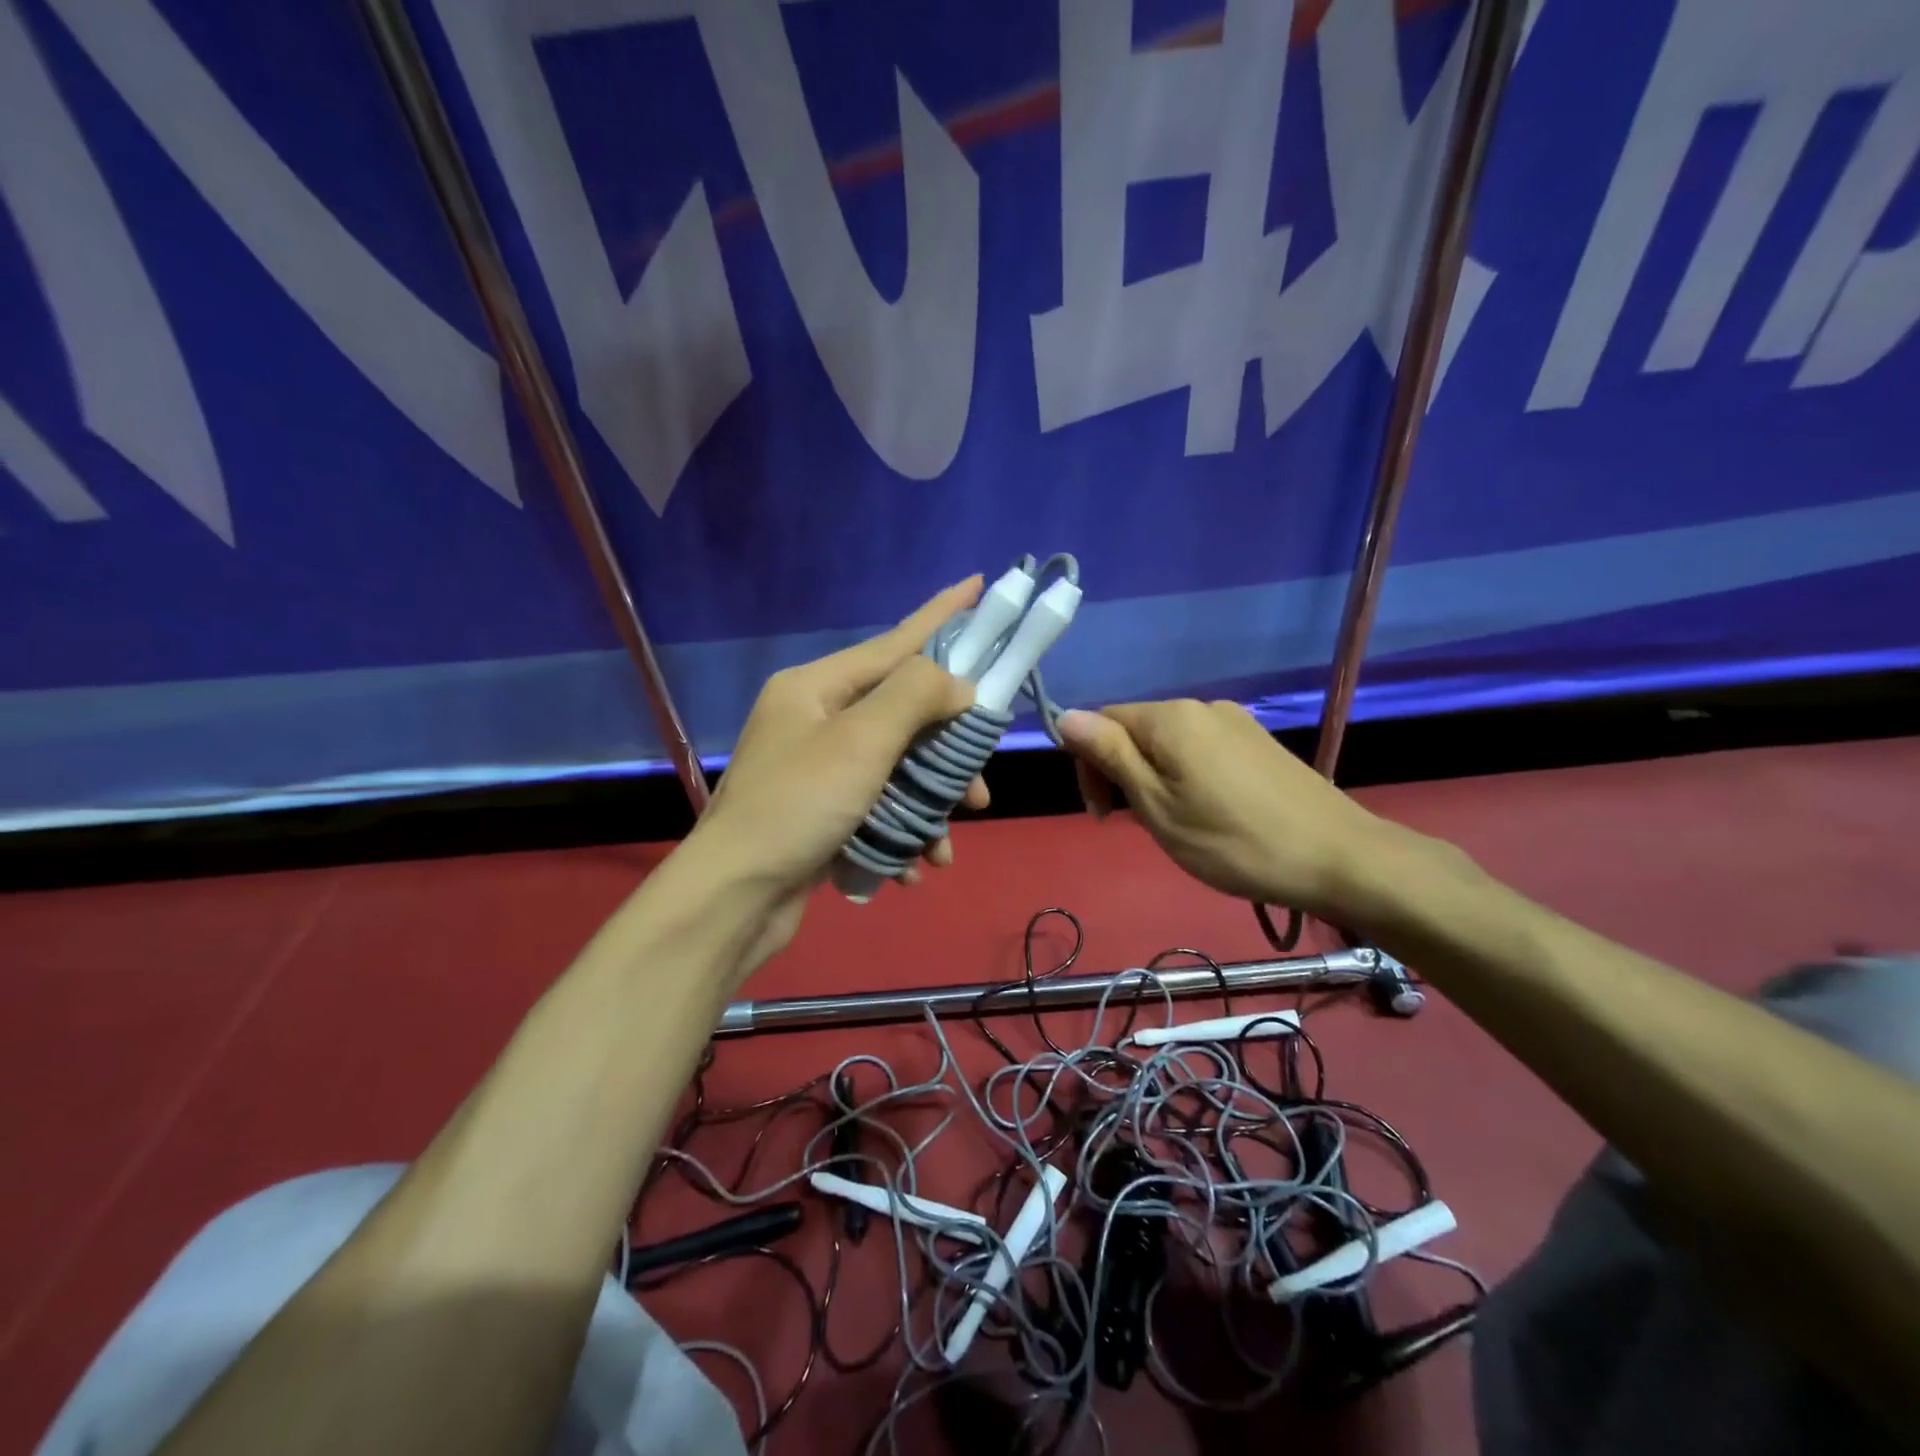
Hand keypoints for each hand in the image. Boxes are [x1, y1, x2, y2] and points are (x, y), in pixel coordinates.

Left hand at [679, 578, 990, 975]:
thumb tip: (959, 684)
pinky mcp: (821, 815)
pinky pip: (877, 811)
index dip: (941, 615)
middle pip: (903, 717)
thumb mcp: (862, 741)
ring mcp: (817, 770)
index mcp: (815, 688)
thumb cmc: (797, 806)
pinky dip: (900, 836)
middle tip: (979, 786)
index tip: (980, 585)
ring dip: (928, 809)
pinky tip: (913, 869)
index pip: (894, 642)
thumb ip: (915, 696)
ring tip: (945, 846)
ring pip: (897, 771)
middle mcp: (815, 721)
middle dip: (946, 755)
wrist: (733, 900)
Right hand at [1057, 699, 1394, 919]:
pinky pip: (1201, 749)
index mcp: (1170, 717)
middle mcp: (1201, 706)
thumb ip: (1110, 756)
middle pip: (1135, 729)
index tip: (1104, 815)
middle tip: (1142, 825)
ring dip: (1154, 778)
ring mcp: (1235, 721)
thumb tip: (1064, 716)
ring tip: (1178, 825)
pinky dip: (1187, 776)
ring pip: (1168, 743)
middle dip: (1122, 773)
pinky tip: (1210, 814)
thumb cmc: (1233, 841)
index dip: (1089, 765)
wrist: (1338, 858)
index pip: (1101, 721)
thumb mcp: (1157, 805)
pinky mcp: (1258, 741)